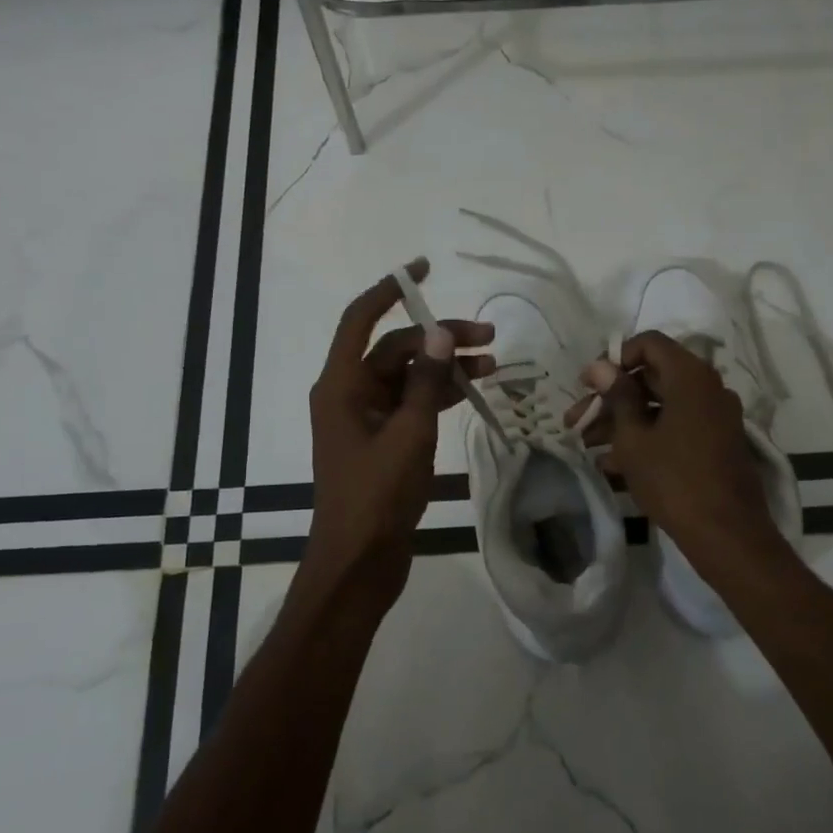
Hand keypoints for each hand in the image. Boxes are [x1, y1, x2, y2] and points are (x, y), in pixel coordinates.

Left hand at [303, 261, 494, 602]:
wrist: (359, 563)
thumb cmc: (376, 497)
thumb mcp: (408, 435)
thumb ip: (425, 383)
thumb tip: (438, 333)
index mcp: (341, 386)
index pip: (360, 319)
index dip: (389, 290)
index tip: (423, 269)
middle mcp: (349, 394)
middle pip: (394, 349)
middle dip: (438, 339)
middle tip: (488, 339)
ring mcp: (365, 419)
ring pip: (407, 377)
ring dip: (443, 368)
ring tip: (492, 366)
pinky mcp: (382, 441)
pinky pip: (410, 404)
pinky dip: (437, 396)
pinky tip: (471, 393)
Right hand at [571, 331, 782, 568]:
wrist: (727, 535)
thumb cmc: (674, 480)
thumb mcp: (634, 438)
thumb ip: (617, 397)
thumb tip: (599, 366)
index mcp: (691, 377)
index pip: (649, 344)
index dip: (614, 359)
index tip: (588, 384)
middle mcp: (707, 389)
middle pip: (652, 377)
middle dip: (611, 398)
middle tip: (577, 420)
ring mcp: (714, 418)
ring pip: (660, 407)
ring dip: (623, 422)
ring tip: (588, 446)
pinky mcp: (715, 444)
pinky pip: (674, 428)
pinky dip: (645, 438)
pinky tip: (611, 465)